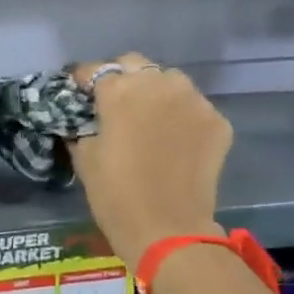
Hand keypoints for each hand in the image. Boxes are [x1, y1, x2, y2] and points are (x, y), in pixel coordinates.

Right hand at [66, 54, 230, 266]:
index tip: (77, 94)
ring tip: (147, 118)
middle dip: (121, 78)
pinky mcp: (216, 120)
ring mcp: (193, 100)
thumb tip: (82, 120)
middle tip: (112, 104)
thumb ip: (81, 128)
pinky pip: (193, 107)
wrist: (167, 229)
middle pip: (134, 64)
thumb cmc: (114, 195)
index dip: (82, 80)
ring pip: (169, 81)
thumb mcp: (84, 159)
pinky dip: (180, 116)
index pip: (94, 70)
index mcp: (119, 91)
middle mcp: (158, 84)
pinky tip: (173, 140)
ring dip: (154, 92)